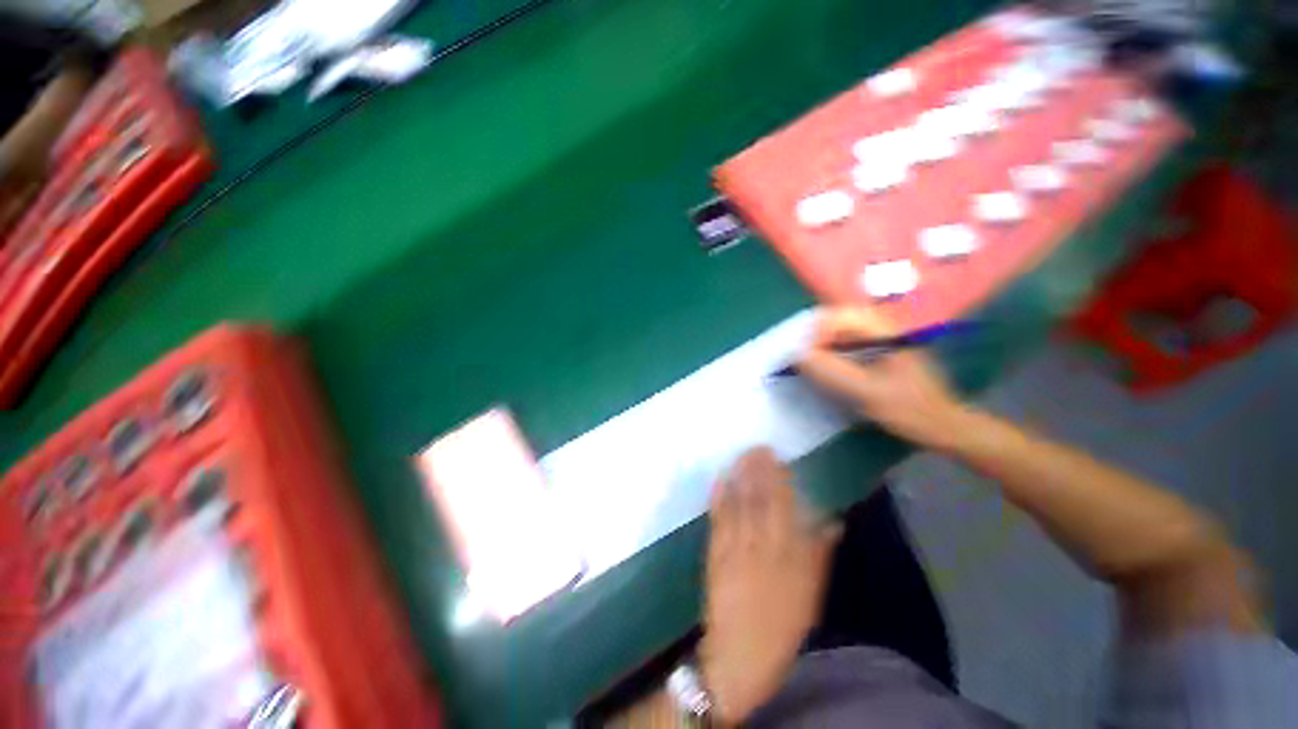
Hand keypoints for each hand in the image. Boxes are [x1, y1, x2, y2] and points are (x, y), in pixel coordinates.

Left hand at [701, 447, 839, 724]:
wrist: (739, 656)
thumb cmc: (782, 627)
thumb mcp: (810, 595)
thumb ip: (820, 555)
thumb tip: (833, 521)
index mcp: (787, 555)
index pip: (784, 507)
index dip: (779, 479)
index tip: (778, 457)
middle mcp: (761, 545)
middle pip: (760, 500)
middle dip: (758, 471)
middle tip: (757, 446)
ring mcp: (734, 547)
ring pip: (739, 505)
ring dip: (739, 477)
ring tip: (741, 455)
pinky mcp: (715, 553)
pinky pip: (717, 520)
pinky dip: (718, 498)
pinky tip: (719, 479)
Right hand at [796, 308, 971, 451]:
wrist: (943, 426)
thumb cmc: (908, 409)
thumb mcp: (867, 392)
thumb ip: (832, 372)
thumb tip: (798, 355)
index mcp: (886, 331)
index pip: (842, 315)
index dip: (819, 332)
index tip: (807, 355)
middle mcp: (885, 327)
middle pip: (841, 319)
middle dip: (818, 337)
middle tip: (807, 359)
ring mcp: (884, 338)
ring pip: (844, 331)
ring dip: (825, 344)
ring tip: (815, 364)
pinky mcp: (882, 350)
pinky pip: (850, 343)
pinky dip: (834, 352)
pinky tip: (831, 369)